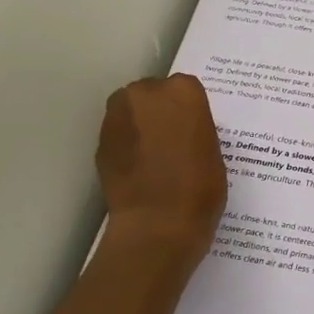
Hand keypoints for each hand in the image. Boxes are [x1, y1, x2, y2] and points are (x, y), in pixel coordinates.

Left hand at [97, 74, 226, 270]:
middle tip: (172, 140)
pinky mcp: (100, 141)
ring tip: (154, 155)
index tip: (193, 129)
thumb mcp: (213, 150)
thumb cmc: (200, 188)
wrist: (157, 224)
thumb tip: (182, 130)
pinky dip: (126, 144)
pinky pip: (118, 134)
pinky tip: (138, 168)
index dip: (189, 110)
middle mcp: (146, 93)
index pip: (186, 89)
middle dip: (160, 111)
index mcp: (183, 92)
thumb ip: (195, 128)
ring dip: (140, 124)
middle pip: (153, 93)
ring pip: (131, 110)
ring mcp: (118, 116)